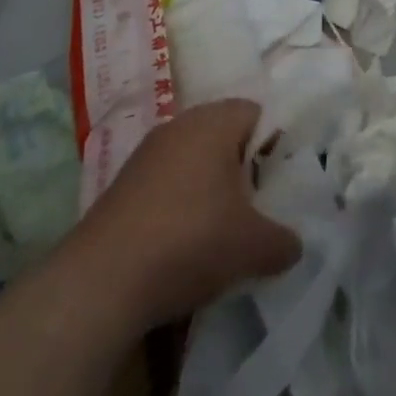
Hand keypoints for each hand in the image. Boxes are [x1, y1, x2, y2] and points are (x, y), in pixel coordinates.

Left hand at [74, 100, 301, 330]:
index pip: (256, 113)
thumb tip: (294, 244)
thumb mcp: (252, 247)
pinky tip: (180, 246)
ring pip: (193, 161)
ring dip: (208, 190)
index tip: (278, 184)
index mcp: (215, 121)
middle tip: (255, 210)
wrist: (101, 282)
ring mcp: (146, 154)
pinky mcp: (121, 186)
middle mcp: (180, 125)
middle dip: (241, 171)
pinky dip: (178, 207)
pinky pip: (165, 185)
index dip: (273, 145)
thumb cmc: (190, 241)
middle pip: (224, 136)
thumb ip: (282, 240)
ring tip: (219, 233)